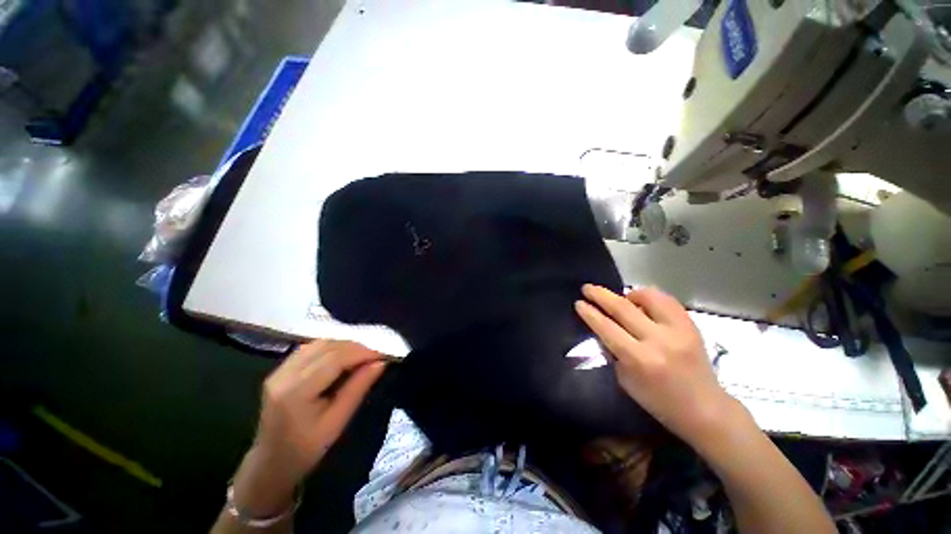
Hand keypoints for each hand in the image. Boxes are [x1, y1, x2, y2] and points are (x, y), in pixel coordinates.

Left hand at [232, 340, 386, 516]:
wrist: (270, 464)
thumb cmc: (306, 450)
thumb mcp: (337, 422)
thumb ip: (358, 388)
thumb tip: (380, 362)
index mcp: (296, 392)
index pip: (334, 358)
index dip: (361, 352)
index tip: (382, 355)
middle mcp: (284, 375)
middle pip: (326, 346)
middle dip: (355, 347)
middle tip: (374, 356)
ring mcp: (278, 371)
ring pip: (318, 344)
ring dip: (344, 346)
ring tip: (361, 357)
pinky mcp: (279, 370)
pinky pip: (310, 348)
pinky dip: (331, 348)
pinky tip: (342, 358)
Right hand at [574, 285, 735, 447]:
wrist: (704, 409)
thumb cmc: (658, 401)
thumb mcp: (625, 380)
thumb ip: (613, 351)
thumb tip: (602, 328)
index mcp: (639, 359)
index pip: (606, 328)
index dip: (589, 313)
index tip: (579, 303)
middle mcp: (658, 341)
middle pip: (622, 308)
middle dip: (600, 295)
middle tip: (587, 288)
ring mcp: (678, 330)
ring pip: (647, 297)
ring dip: (628, 293)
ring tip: (620, 297)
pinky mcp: (691, 325)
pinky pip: (666, 300)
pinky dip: (649, 296)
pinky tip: (642, 302)